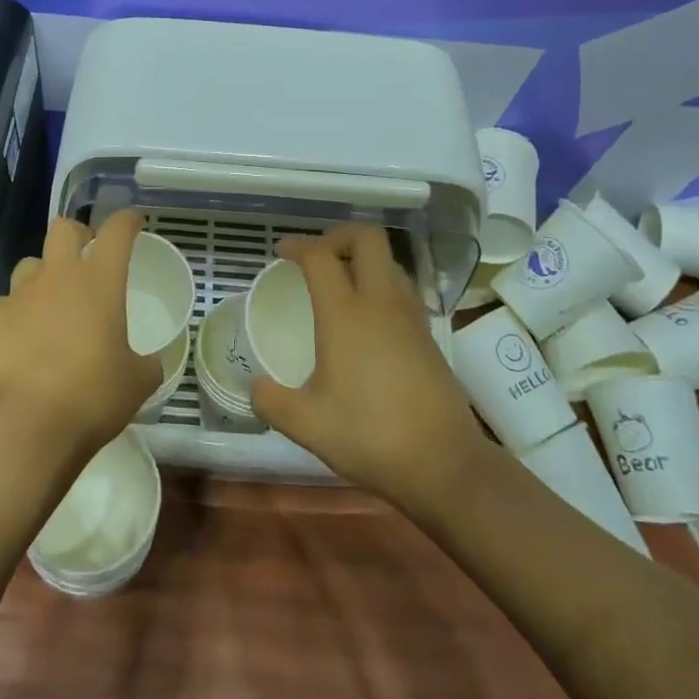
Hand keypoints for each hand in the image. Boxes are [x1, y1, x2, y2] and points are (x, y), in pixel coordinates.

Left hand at [0, 209, 162, 471]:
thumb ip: (146, 361)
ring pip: (31, 264)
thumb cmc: (92, 397)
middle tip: (87, 257)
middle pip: (64, 229)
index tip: (134, 223)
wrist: (26, 427)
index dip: (127, 221)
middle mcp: (58, 276)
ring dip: (45, 275)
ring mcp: (19, 295)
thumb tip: (147, 361)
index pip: (117, 230)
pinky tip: (23, 340)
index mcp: (100, 280)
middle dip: (78, 235)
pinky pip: (7, 304)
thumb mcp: (138, 381)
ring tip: (52, 304)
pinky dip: (18, 314)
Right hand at [249, 224, 486, 510]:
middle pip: (367, 237)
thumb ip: (271, 402)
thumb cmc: (370, 435)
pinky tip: (370, 318)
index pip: (320, 256)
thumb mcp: (307, 425)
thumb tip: (255, 388)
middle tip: (318, 257)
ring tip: (342, 283)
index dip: (298, 246)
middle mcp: (381, 302)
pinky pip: (403, 288)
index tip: (282, 252)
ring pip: (390, 261)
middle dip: (338, 235)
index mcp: (345, 314)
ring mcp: (411, 315)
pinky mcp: (429, 334)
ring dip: (364, 259)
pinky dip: (382, 285)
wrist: (444, 463)